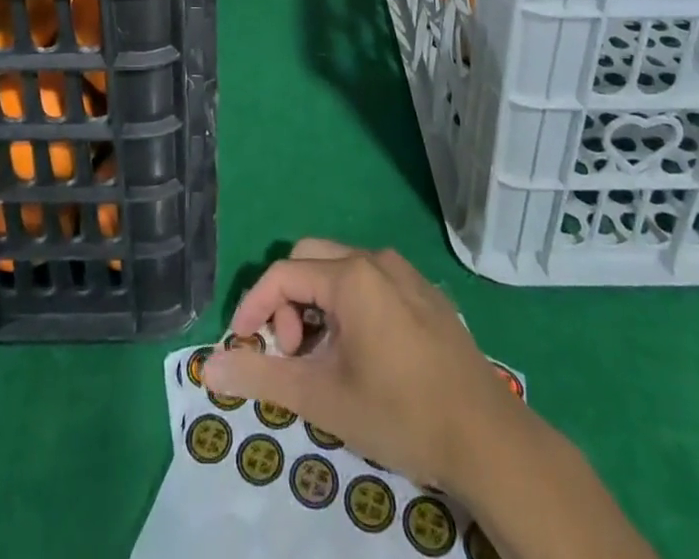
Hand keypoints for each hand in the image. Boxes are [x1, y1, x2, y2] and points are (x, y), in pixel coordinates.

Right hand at [203, 239, 529, 490]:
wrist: (488, 439)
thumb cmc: (400, 412)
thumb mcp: (323, 398)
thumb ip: (263, 376)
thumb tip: (210, 365)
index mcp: (350, 276)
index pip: (282, 274)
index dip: (254, 305)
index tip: (244, 345)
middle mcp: (376, 260)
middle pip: (310, 260)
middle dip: (288, 302)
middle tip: (294, 354)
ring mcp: (405, 274)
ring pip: (341, 270)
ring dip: (318, 305)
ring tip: (326, 360)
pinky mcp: (426, 294)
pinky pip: (372, 283)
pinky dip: (350, 307)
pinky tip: (364, 355)